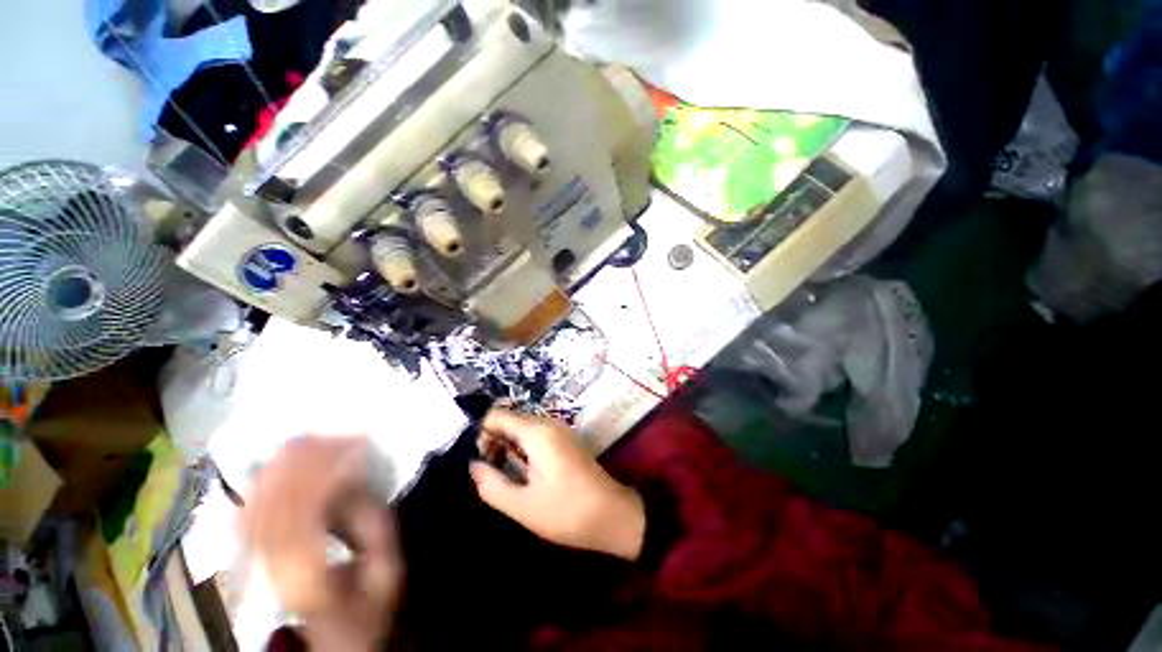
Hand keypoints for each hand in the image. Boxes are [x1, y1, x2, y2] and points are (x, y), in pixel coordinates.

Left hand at [240, 437, 403, 651]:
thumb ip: (376, 528)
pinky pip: (244, 510)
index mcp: (306, 578)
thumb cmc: (363, 606)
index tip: (355, 444)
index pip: (304, 516)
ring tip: (310, 438)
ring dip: (281, 466)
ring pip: (254, 503)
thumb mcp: (385, 573)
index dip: (327, 474)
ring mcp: (249, 563)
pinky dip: (261, 480)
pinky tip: (280, 460)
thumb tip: (357, 481)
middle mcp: (268, 569)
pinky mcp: (244, 556)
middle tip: (335, 433)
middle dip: (305, 461)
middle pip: (274, 504)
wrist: (327, 639)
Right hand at [469, 410, 645, 560]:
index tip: (480, 461)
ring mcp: (559, 430)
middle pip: (510, 420)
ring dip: (508, 447)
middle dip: (494, 442)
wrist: (613, 514)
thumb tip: (472, 466)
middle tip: (491, 474)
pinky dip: (523, 449)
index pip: (496, 416)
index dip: (481, 435)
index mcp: (537, 432)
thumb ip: (491, 485)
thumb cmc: (567, 511)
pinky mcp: (565, 439)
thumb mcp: (523, 506)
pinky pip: (536, 435)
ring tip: (505, 477)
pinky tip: (524, 474)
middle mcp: (548, 423)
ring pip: (522, 428)